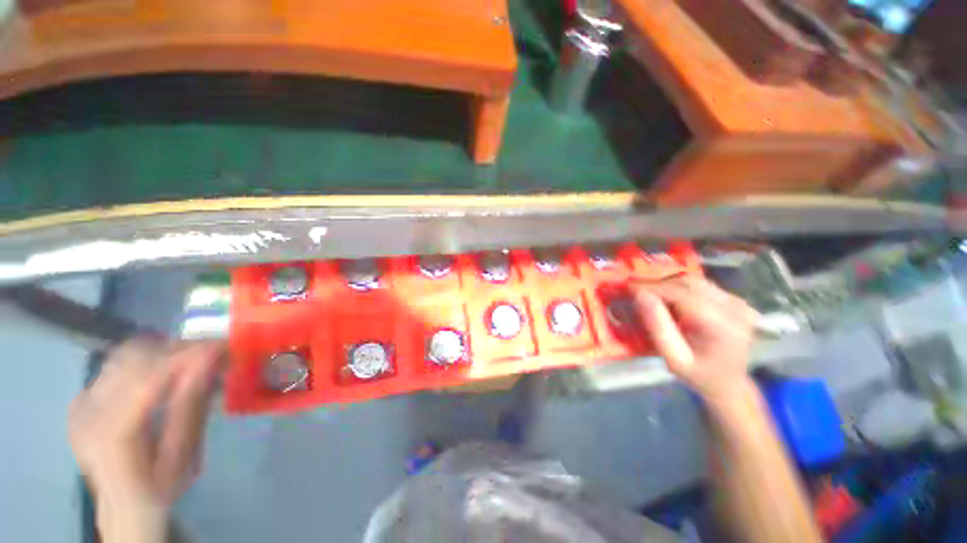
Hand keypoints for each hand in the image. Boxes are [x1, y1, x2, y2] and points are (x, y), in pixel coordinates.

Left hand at [69, 338, 224, 541]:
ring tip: (197, 359)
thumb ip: (190, 408)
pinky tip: (170, 372)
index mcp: (108, 435)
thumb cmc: (158, 489)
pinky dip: (150, 359)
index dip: (186, 356)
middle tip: (217, 353)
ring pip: (125, 355)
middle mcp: (86, 412)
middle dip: (180, 349)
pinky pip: (118, 364)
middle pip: (133, 360)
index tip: (224, 346)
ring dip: (166, 351)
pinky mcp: (84, 397)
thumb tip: (209, 363)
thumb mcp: (181, 457)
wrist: (122, 508)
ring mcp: (81, 402)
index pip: (146, 379)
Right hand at [632, 276, 758, 400]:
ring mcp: (739, 304)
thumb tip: (640, 295)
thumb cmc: (699, 375)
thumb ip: (657, 327)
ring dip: (669, 284)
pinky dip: (681, 288)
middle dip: (659, 284)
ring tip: (651, 295)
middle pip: (689, 284)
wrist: (729, 384)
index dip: (653, 288)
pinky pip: (702, 286)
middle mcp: (736, 310)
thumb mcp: (674, 359)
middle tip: (637, 291)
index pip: (682, 295)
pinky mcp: (736, 301)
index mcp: (723, 327)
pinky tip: (671, 299)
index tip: (630, 287)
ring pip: (695, 281)